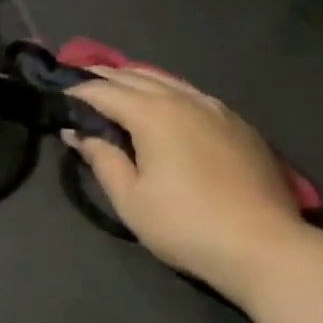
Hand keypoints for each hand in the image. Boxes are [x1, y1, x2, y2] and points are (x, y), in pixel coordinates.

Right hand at [64, 68, 307, 300]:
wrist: (264, 246)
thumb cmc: (185, 225)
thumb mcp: (130, 198)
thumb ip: (102, 158)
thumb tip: (78, 132)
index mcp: (153, 113)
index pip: (104, 91)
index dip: (77, 92)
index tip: (57, 97)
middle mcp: (184, 99)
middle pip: (135, 77)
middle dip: (103, 77)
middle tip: (78, 83)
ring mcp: (216, 108)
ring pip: (167, 81)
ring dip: (136, 80)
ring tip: (115, 87)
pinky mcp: (238, 124)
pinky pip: (192, 94)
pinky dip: (166, 92)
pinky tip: (163, 106)